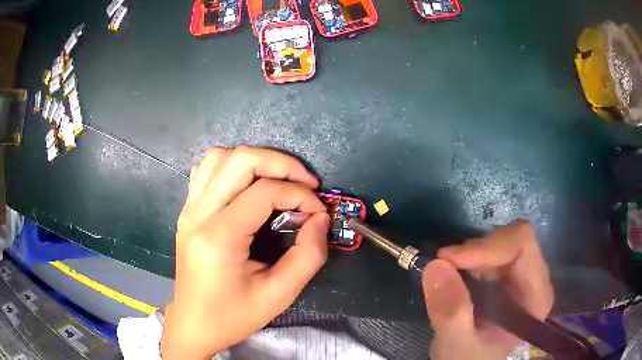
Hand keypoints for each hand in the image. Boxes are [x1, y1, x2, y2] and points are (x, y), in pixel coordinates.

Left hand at [161, 147, 329, 359]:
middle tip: (306, 183)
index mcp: (219, 237)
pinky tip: (248, 184)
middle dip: (281, 163)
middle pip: (241, 160)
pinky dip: (232, 166)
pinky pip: (207, 169)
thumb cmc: (233, 316)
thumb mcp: (278, 295)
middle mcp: (198, 213)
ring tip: (279, 181)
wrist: (194, 324)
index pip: (265, 192)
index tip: (318, 211)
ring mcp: (189, 208)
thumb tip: (320, 218)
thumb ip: (308, 256)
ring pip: (221, 156)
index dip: (300, 195)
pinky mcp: (187, 210)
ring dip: (255, 160)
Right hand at [422, 221, 553, 359]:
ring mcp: (520, 275)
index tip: (450, 260)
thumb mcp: (457, 344)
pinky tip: (456, 278)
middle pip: (512, 239)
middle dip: (476, 251)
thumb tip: (436, 266)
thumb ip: (451, 313)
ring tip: (449, 278)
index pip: (522, 246)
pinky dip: (467, 259)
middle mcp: (534, 279)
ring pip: (499, 241)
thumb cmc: (469, 359)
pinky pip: (489, 251)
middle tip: (444, 267)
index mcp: (535, 296)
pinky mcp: (506, 275)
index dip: (488, 246)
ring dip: (470, 256)